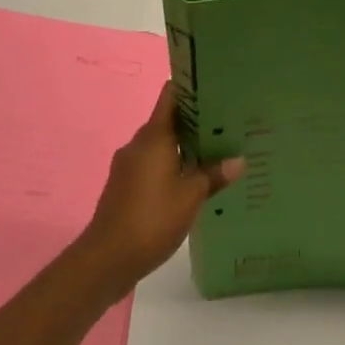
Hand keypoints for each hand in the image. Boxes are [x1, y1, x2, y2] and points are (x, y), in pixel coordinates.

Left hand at [77, 81, 242, 294]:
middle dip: (196, 121)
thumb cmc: (151, 218)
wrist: (106, 259)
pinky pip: (153, 165)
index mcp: (154, 136)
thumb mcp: (191, 196)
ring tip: (215, 152)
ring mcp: (128, 165)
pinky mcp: (125, 186)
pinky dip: (172, 166)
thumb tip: (239, 160)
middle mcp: (139, 144)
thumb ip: (214, 174)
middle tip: (227, 123)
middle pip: (169, 120)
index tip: (214, 85)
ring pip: (161, 145)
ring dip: (184, 147)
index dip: (190, 87)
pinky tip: (192, 181)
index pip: (171, 96)